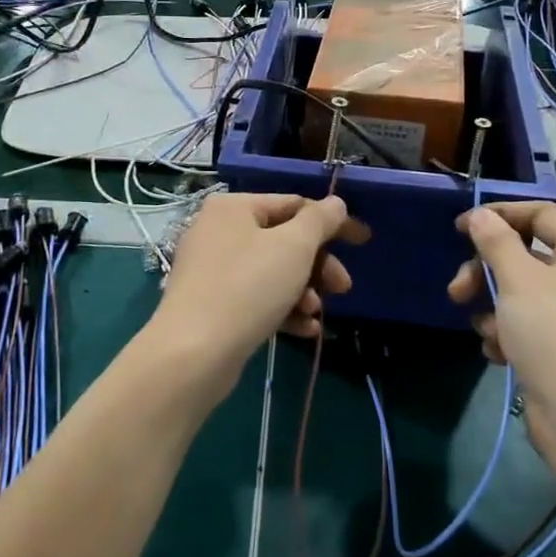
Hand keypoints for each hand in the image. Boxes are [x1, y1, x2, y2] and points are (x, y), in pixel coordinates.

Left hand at [149, 192, 367, 395]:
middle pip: (284, 240)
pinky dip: (282, 309)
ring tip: (315, 313)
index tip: (363, 241)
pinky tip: (304, 329)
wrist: (193, 353)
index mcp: (233, 207)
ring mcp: (211, 270)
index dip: (332, 222)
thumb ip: (319, 220)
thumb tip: (336, 203)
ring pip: (272, 272)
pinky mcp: (211, 305)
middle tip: (343, 287)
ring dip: (303, 291)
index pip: (293, 204)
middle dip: (318, 265)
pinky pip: (256, 298)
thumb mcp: (294, 247)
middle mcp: (218, 232)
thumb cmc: (248, 287)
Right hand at [448, 202, 555, 458]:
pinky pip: (526, 325)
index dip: (499, 215)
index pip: (541, 213)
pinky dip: (507, 334)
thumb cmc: (554, 332)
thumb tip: (481, 215)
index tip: (460, 228)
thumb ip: (495, 241)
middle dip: (486, 272)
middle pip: (525, 256)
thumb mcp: (518, 278)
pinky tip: (499, 353)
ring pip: (520, 293)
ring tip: (484, 330)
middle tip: (458, 291)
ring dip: (493, 308)